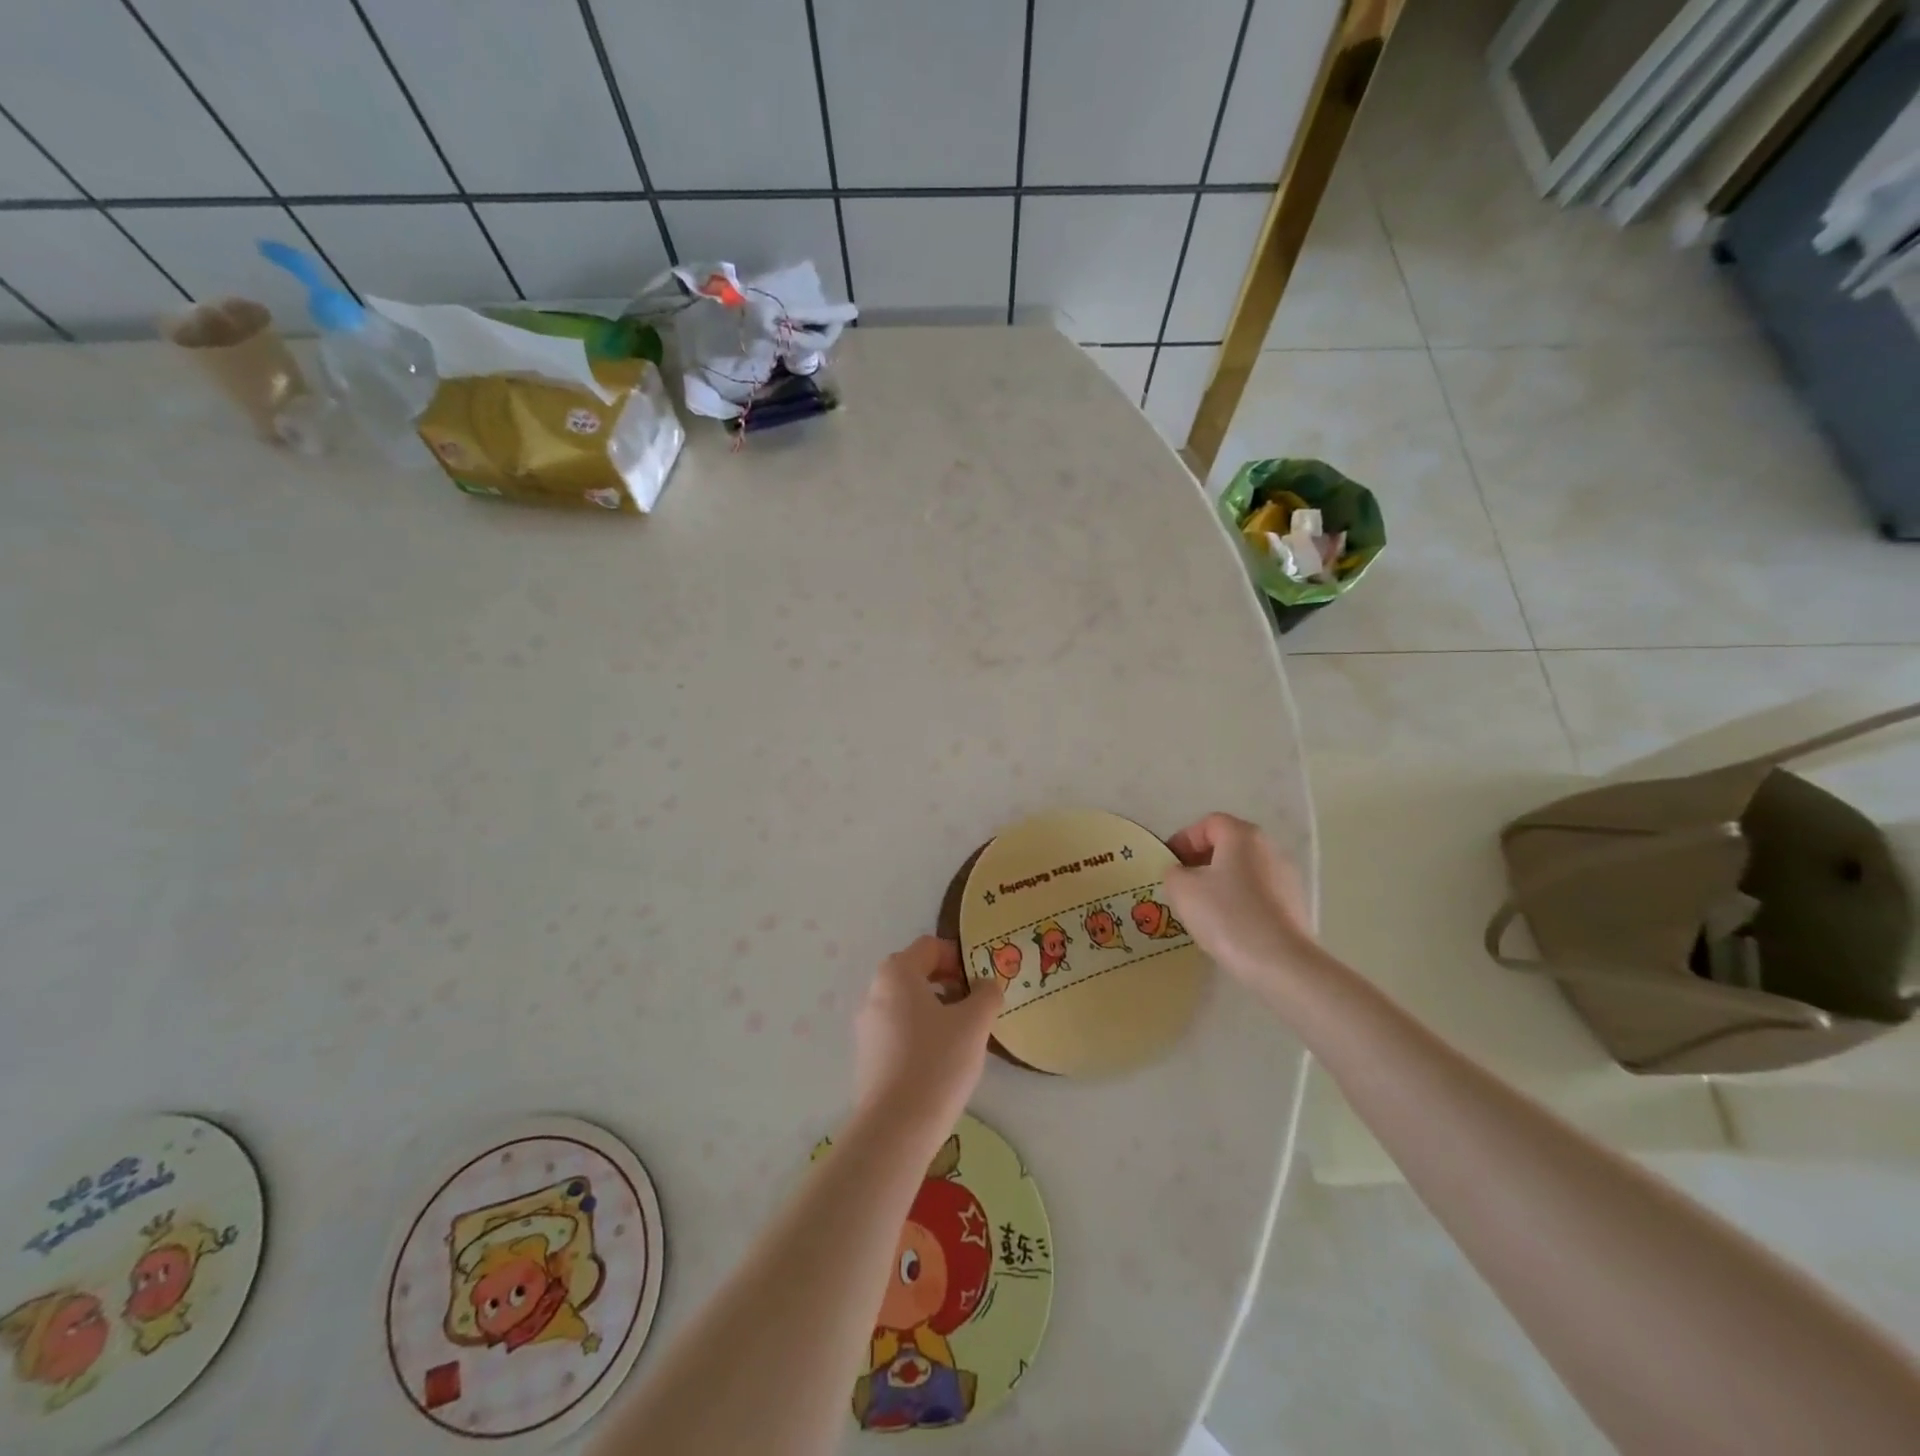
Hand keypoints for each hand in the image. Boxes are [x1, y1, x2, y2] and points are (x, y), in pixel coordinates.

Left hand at [852, 937, 1003, 1135]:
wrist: (896, 1128)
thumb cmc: (937, 1062)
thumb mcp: (974, 1023)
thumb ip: (986, 994)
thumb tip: (985, 985)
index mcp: (897, 973)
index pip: (930, 947)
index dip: (958, 957)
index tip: (980, 981)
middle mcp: (875, 992)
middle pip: (916, 973)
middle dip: (948, 983)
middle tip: (975, 1006)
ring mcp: (867, 1026)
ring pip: (907, 1003)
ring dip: (935, 1009)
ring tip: (962, 1036)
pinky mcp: (867, 1056)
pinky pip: (898, 1030)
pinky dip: (920, 1033)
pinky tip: (940, 1060)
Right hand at [1164, 813, 1313, 990]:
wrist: (1282, 963)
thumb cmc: (1227, 916)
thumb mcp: (1182, 890)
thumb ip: (1173, 873)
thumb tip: (1181, 873)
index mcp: (1242, 835)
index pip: (1208, 824)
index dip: (1183, 839)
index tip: (1169, 864)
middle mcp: (1269, 847)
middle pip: (1228, 845)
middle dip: (1200, 861)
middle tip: (1181, 885)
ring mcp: (1286, 876)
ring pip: (1242, 869)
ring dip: (1219, 881)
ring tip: (1201, 908)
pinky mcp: (1294, 903)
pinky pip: (1257, 891)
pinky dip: (1238, 899)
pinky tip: (1227, 925)